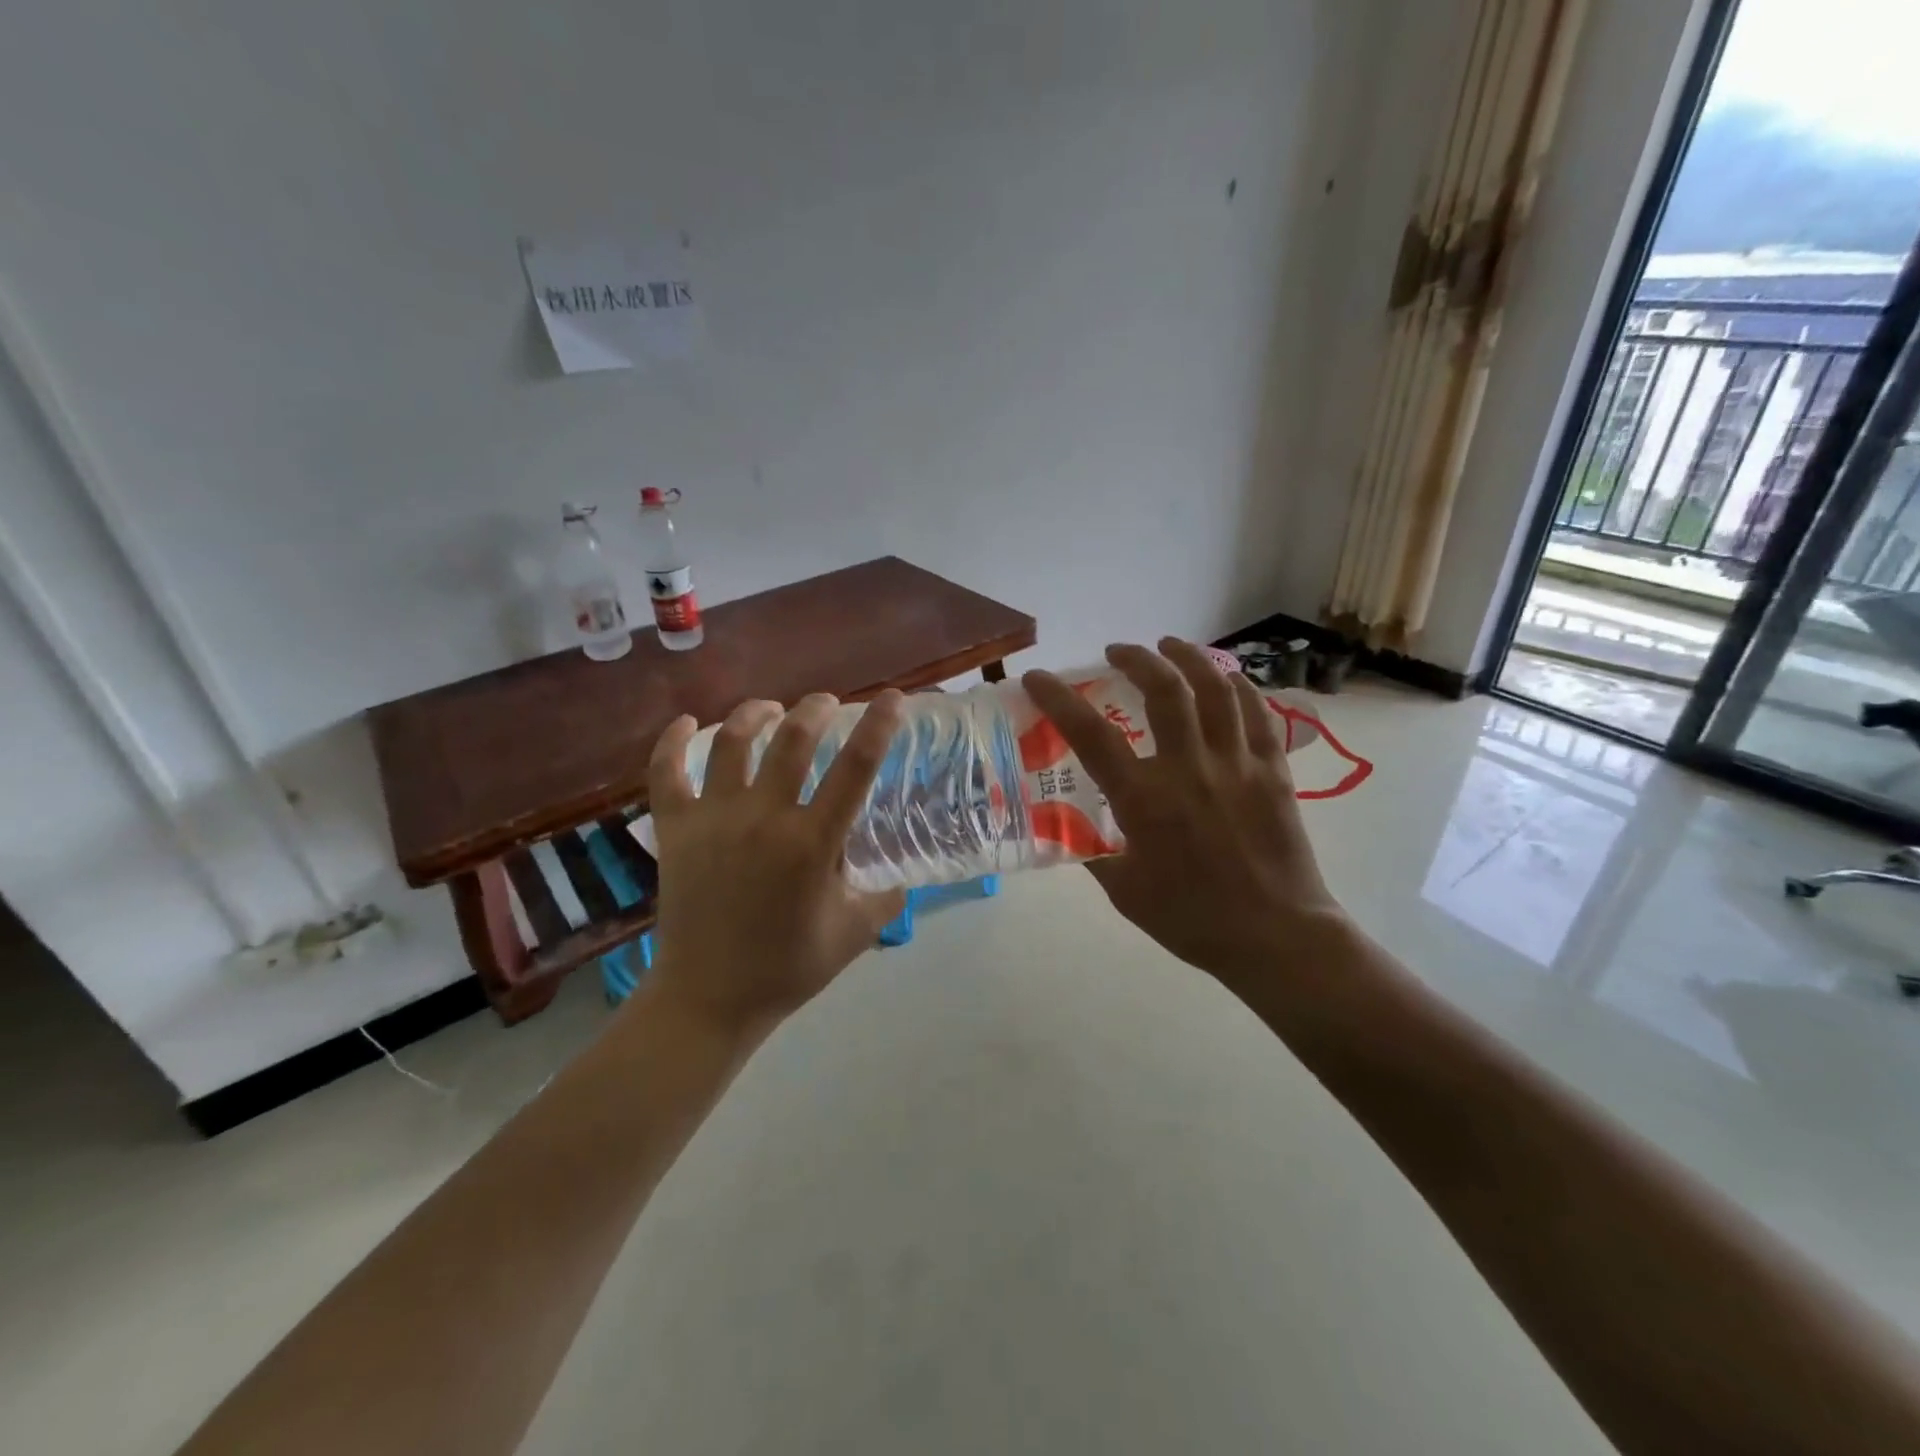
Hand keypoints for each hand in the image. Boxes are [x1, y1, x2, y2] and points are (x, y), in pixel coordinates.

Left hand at [644, 692, 908, 1036]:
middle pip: (792, 740)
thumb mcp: (854, 933)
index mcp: (812, 842)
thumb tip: (902, 877)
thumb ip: (885, 898)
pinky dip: (673, 742)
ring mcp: (713, 819)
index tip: (892, 697)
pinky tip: (686, 723)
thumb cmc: (787, 967)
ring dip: (756, 714)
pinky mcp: (674, 830)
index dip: (879, 726)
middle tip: (826, 704)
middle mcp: (763, 818)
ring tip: (771, 708)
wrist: (708, 999)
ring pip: (732, 743)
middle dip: (815, 710)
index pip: (856, 768)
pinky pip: (666, 773)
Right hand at [1022, 639, 1345, 987]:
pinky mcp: (1274, 771)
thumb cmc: (1192, 919)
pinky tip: (1224, 679)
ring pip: (1215, 689)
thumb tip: (1068, 822)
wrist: (1276, 937)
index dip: (1059, 698)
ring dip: (1189, 657)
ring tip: (1170, 646)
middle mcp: (1190, 769)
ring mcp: (1238, 765)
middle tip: (1117, 651)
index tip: (1038, 677)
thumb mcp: (1125, 892)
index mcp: (1146, 800)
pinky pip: (1257, 713)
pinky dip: (1238, 686)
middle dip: (1136, 659)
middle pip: (1164, 691)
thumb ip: (1093, 850)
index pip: (1091, 735)